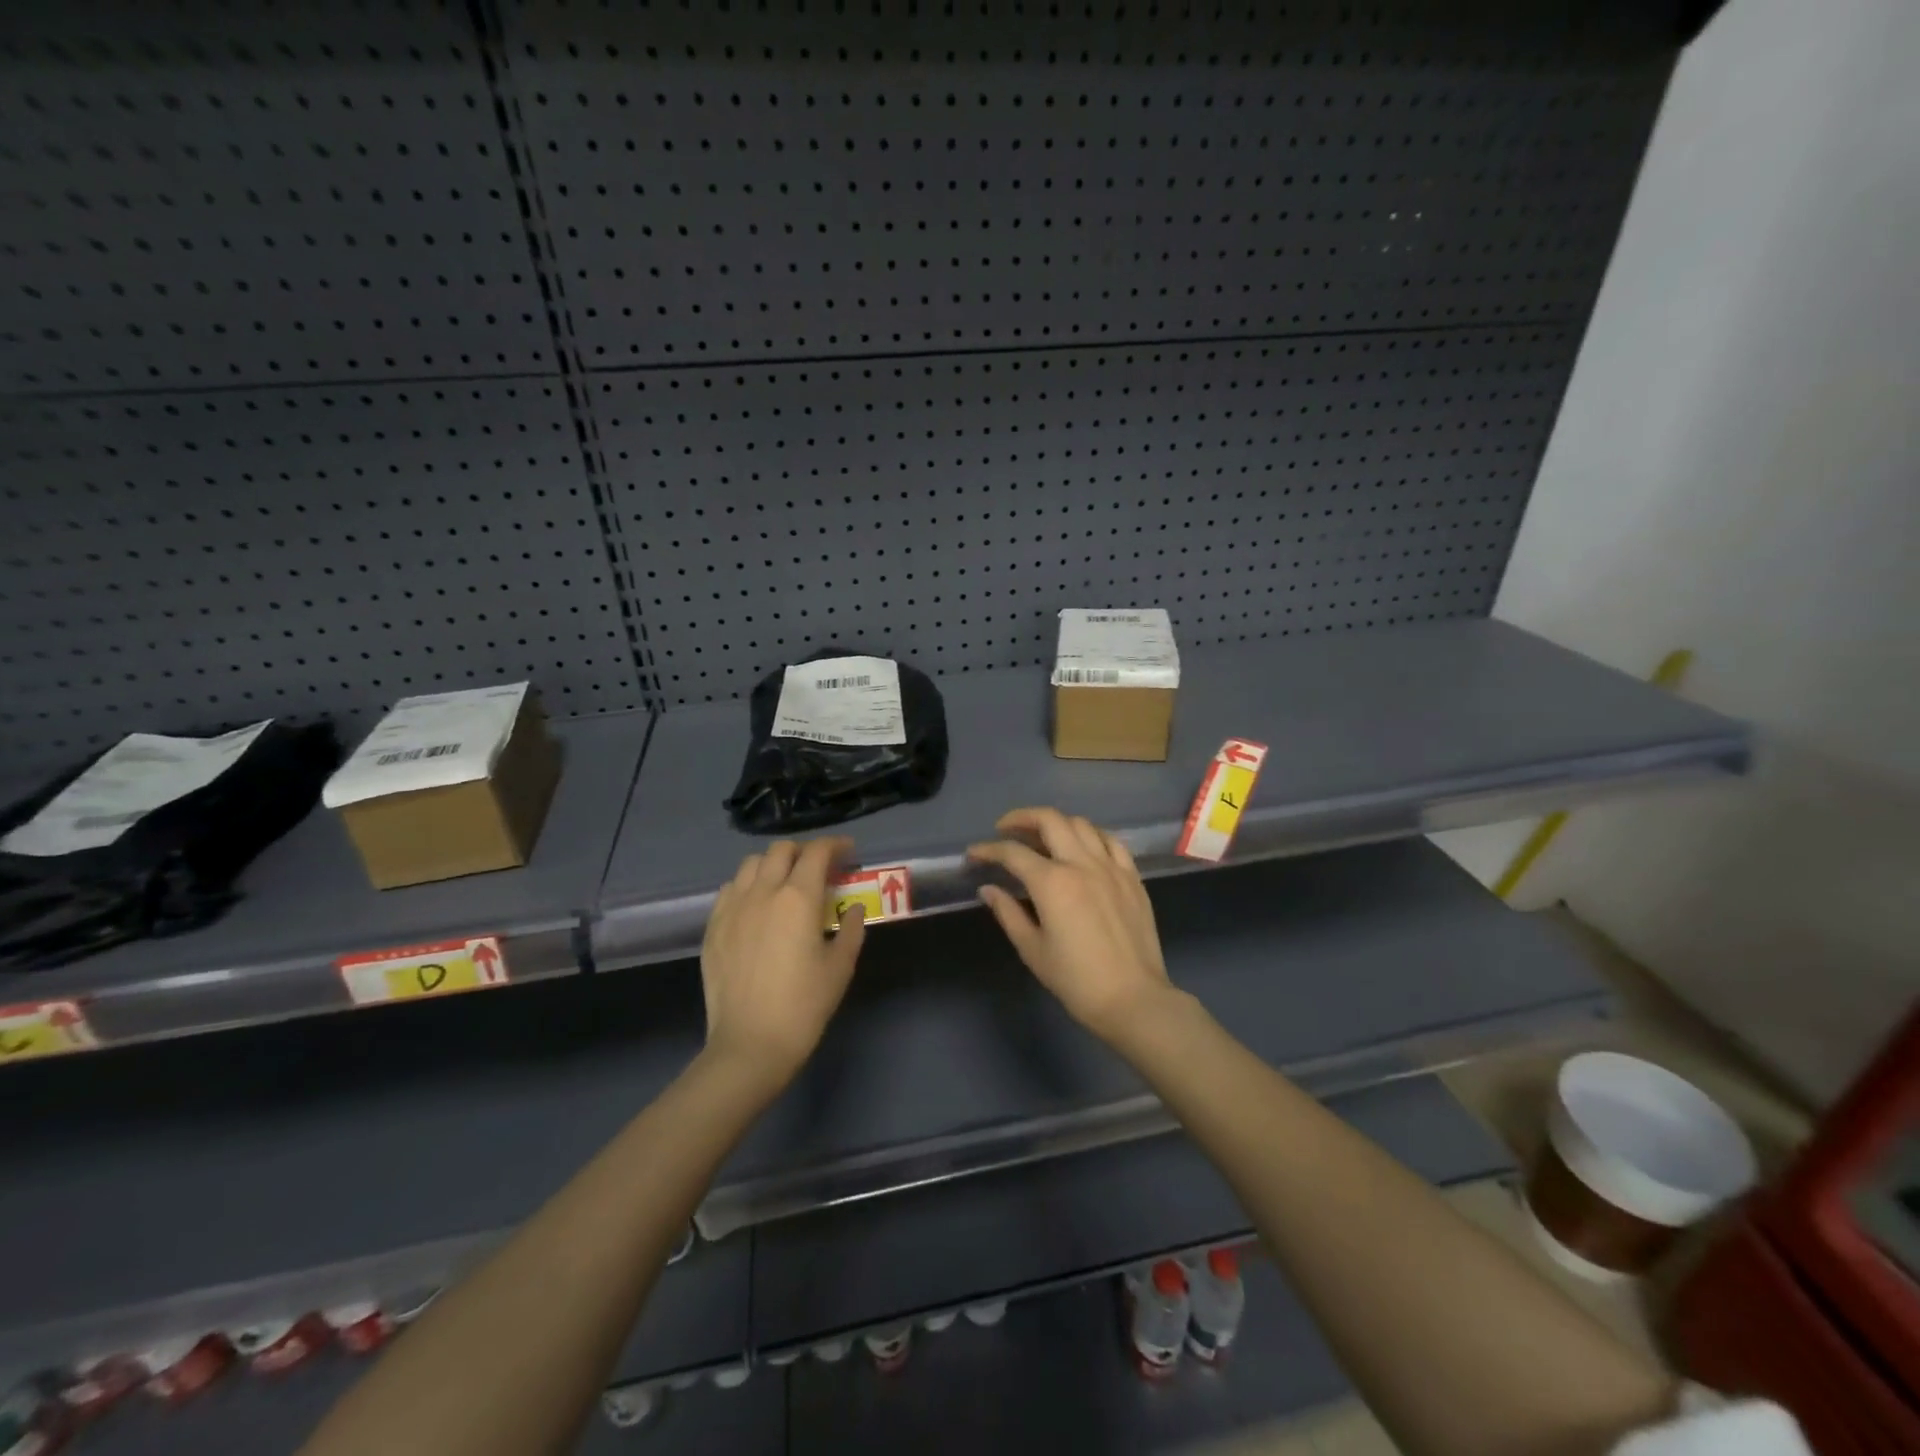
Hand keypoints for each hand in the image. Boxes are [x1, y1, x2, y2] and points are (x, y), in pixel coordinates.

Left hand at [700, 837, 866, 1090]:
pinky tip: (757, 905)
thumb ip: (852, 929)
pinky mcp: (713, 926)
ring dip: (773, 864)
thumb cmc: (804, 1005)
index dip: (835, 845)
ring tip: (785, 882)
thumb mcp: (840, 967)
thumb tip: (854, 908)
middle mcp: (762, 892)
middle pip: (781, 850)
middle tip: (819, 868)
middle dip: (804, 851)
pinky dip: (748, 885)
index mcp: (798, 898)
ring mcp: (733, 907)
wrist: (750, 1044)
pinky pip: (730, 889)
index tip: (848, 852)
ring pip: (751, 864)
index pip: (816, 852)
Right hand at [967, 807, 1176, 1040]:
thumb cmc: (1076, 980)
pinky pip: (1111, 841)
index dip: (988, 850)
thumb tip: (988, 889)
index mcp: (1052, 883)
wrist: (1133, 999)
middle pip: (1049, 820)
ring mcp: (1111, 867)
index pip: (1013, 853)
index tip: (974, 854)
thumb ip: (1008, 913)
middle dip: (1022, 818)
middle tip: (1005, 829)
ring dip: (1056, 823)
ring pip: (1081, 824)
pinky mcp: (1132, 877)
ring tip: (1042, 836)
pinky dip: (1091, 835)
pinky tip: (1082, 846)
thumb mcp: (1033, 950)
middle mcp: (1081, 864)